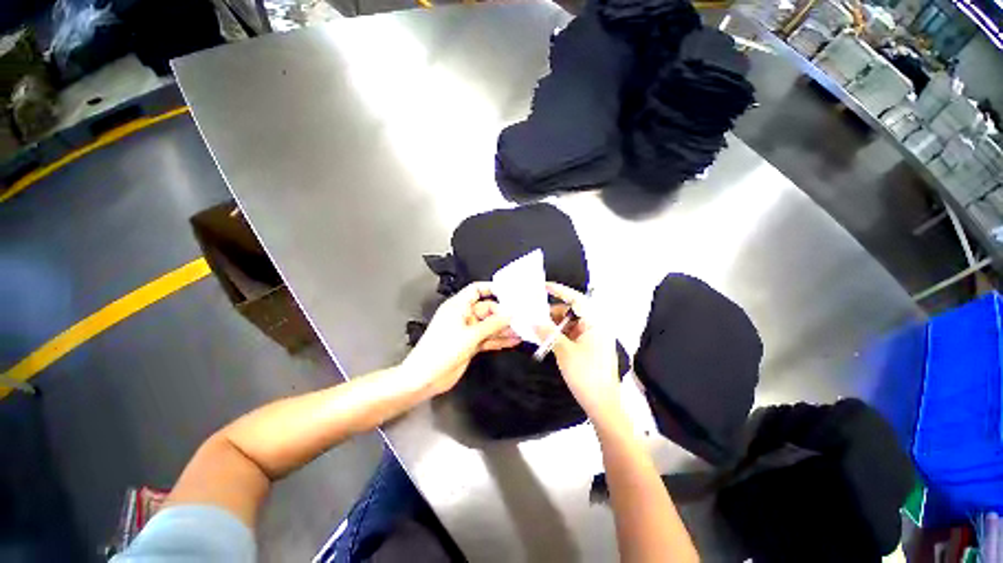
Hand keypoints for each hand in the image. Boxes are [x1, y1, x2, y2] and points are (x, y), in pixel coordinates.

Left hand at [403, 282, 519, 396]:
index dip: (491, 289)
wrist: (425, 378)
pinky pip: (487, 338)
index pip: (476, 290)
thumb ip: (493, 324)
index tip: (510, 293)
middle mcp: (463, 316)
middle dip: (503, 314)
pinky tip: (514, 342)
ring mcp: (467, 331)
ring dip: (504, 329)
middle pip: (487, 309)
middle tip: (522, 318)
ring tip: (523, 331)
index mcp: (458, 306)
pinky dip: (499, 340)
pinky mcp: (469, 345)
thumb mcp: (471, 335)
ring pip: (489, 326)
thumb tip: (511, 314)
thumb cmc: (444, 350)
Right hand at [537, 283, 623, 424]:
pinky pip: (574, 334)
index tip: (544, 286)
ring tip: (538, 327)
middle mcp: (597, 326)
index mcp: (596, 323)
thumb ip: (548, 332)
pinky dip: (561, 334)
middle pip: (573, 311)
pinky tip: (547, 337)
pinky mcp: (591, 347)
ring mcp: (594, 338)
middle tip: (536, 313)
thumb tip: (533, 320)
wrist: (603, 405)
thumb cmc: (585, 375)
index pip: (577, 299)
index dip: (560, 291)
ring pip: (572, 323)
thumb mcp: (563, 351)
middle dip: (554, 312)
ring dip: (556, 324)